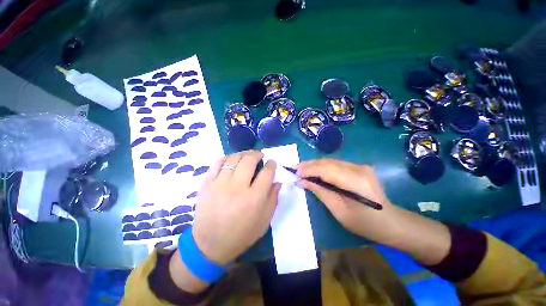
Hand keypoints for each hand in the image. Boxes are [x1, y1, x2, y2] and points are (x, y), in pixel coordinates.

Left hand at [192, 151, 281, 264]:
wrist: (210, 244)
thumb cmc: (242, 234)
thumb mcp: (264, 220)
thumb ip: (273, 199)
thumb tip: (278, 181)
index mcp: (254, 198)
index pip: (267, 172)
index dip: (271, 164)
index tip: (272, 162)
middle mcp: (238, 187)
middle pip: (249, 160)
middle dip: (257, 154)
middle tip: (260, 155)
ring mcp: (220, 184)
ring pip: (234, 159)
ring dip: (243, 154)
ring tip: (247, 156)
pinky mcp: (207, 184)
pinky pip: (217, 163)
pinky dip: (226, 158)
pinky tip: (231, 160)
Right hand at [297, 159, 449, 264]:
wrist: (391, 222)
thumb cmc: (365, 223)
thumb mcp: (339, 211)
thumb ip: (320, 192)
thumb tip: (302, 181)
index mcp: (356, 182)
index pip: (327, 170)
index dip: (309, 170)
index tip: (295, 173)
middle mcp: (359, 169)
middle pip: (328, 162)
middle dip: (309, 165)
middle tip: (295, 169)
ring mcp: (360, 166)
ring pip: (331, 161)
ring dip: (315, 165)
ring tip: (302, 169)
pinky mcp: (359, 167)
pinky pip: (336, 164)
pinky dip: (323, 167)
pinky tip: (315, 170)